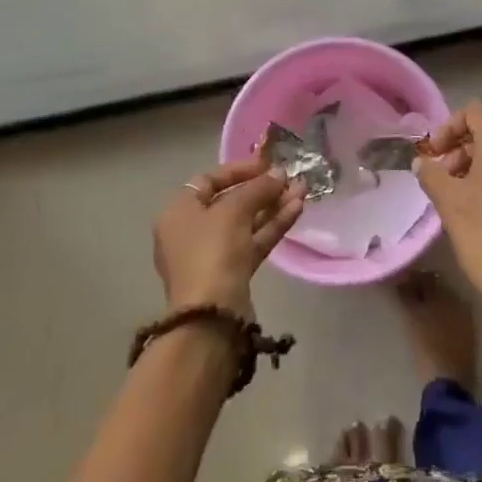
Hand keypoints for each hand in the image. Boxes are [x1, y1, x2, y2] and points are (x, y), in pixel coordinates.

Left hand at [153, 156, 304, 317]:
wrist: (212, 316)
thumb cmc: (212, 251)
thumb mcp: (234, 211)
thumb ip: (258, 188)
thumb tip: (279, 174)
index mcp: (179, 212)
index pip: (209, 180)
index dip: (238, 170)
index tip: (266, 164)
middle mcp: (191, 231)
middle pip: (230, 202)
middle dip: (262, 189)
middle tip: (289, 178)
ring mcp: (212, 254)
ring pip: (246, 223)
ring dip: (273, 206)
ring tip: (302, 191)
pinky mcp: (232, 273)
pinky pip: (253, 241)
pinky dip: (273, 226)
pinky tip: (297, 210)